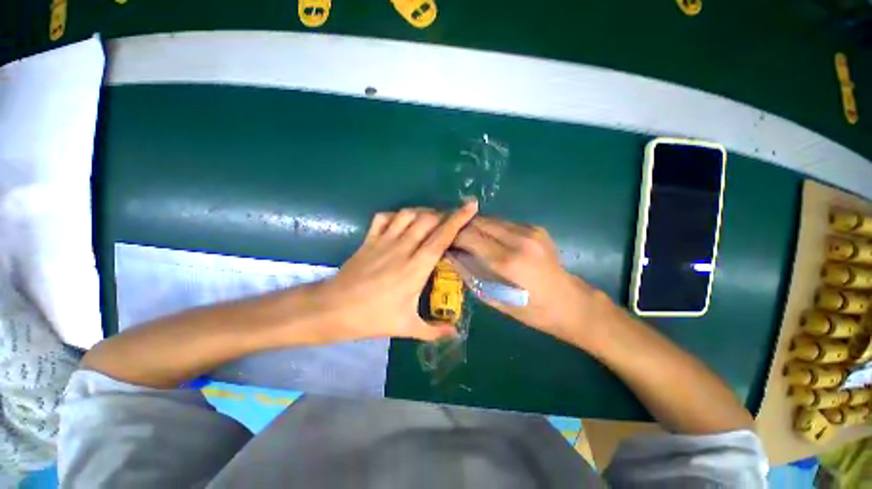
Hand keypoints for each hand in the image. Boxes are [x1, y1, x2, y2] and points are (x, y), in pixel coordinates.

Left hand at [313, 201, 478, 342]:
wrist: (333, 309)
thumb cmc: (372, 318)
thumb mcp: (406, 327)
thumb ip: (434, 330)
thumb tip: (455, 332)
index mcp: (416, 268)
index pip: (441, 237)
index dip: (458, 219)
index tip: (471, 206)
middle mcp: (402, 248)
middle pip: (427, 219)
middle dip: (443, 214)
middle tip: (451, 220)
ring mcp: (383, 241)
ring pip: (408, 214)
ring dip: (423, 212)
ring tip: (431, 219)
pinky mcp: (369, 239)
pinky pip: (384, 217)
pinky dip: (397, 215)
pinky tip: (402, 222)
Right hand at [453, 217, 617, 349]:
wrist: (571, 302)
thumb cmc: (532, 310)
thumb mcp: (496, 299)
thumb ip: (471, 274)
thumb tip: (451, 256)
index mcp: (508, 261)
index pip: (469, 236)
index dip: (452, 236)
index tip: (441, 240)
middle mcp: (519, 239)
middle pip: (479, 222)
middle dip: (461, 227)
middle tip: (449, 235)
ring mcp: (530, 231)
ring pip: (491, 219)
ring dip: (475, 226)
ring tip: (464, 236)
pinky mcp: (535, 228)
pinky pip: (504, 223)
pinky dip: (490, 228)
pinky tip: (486, 238)